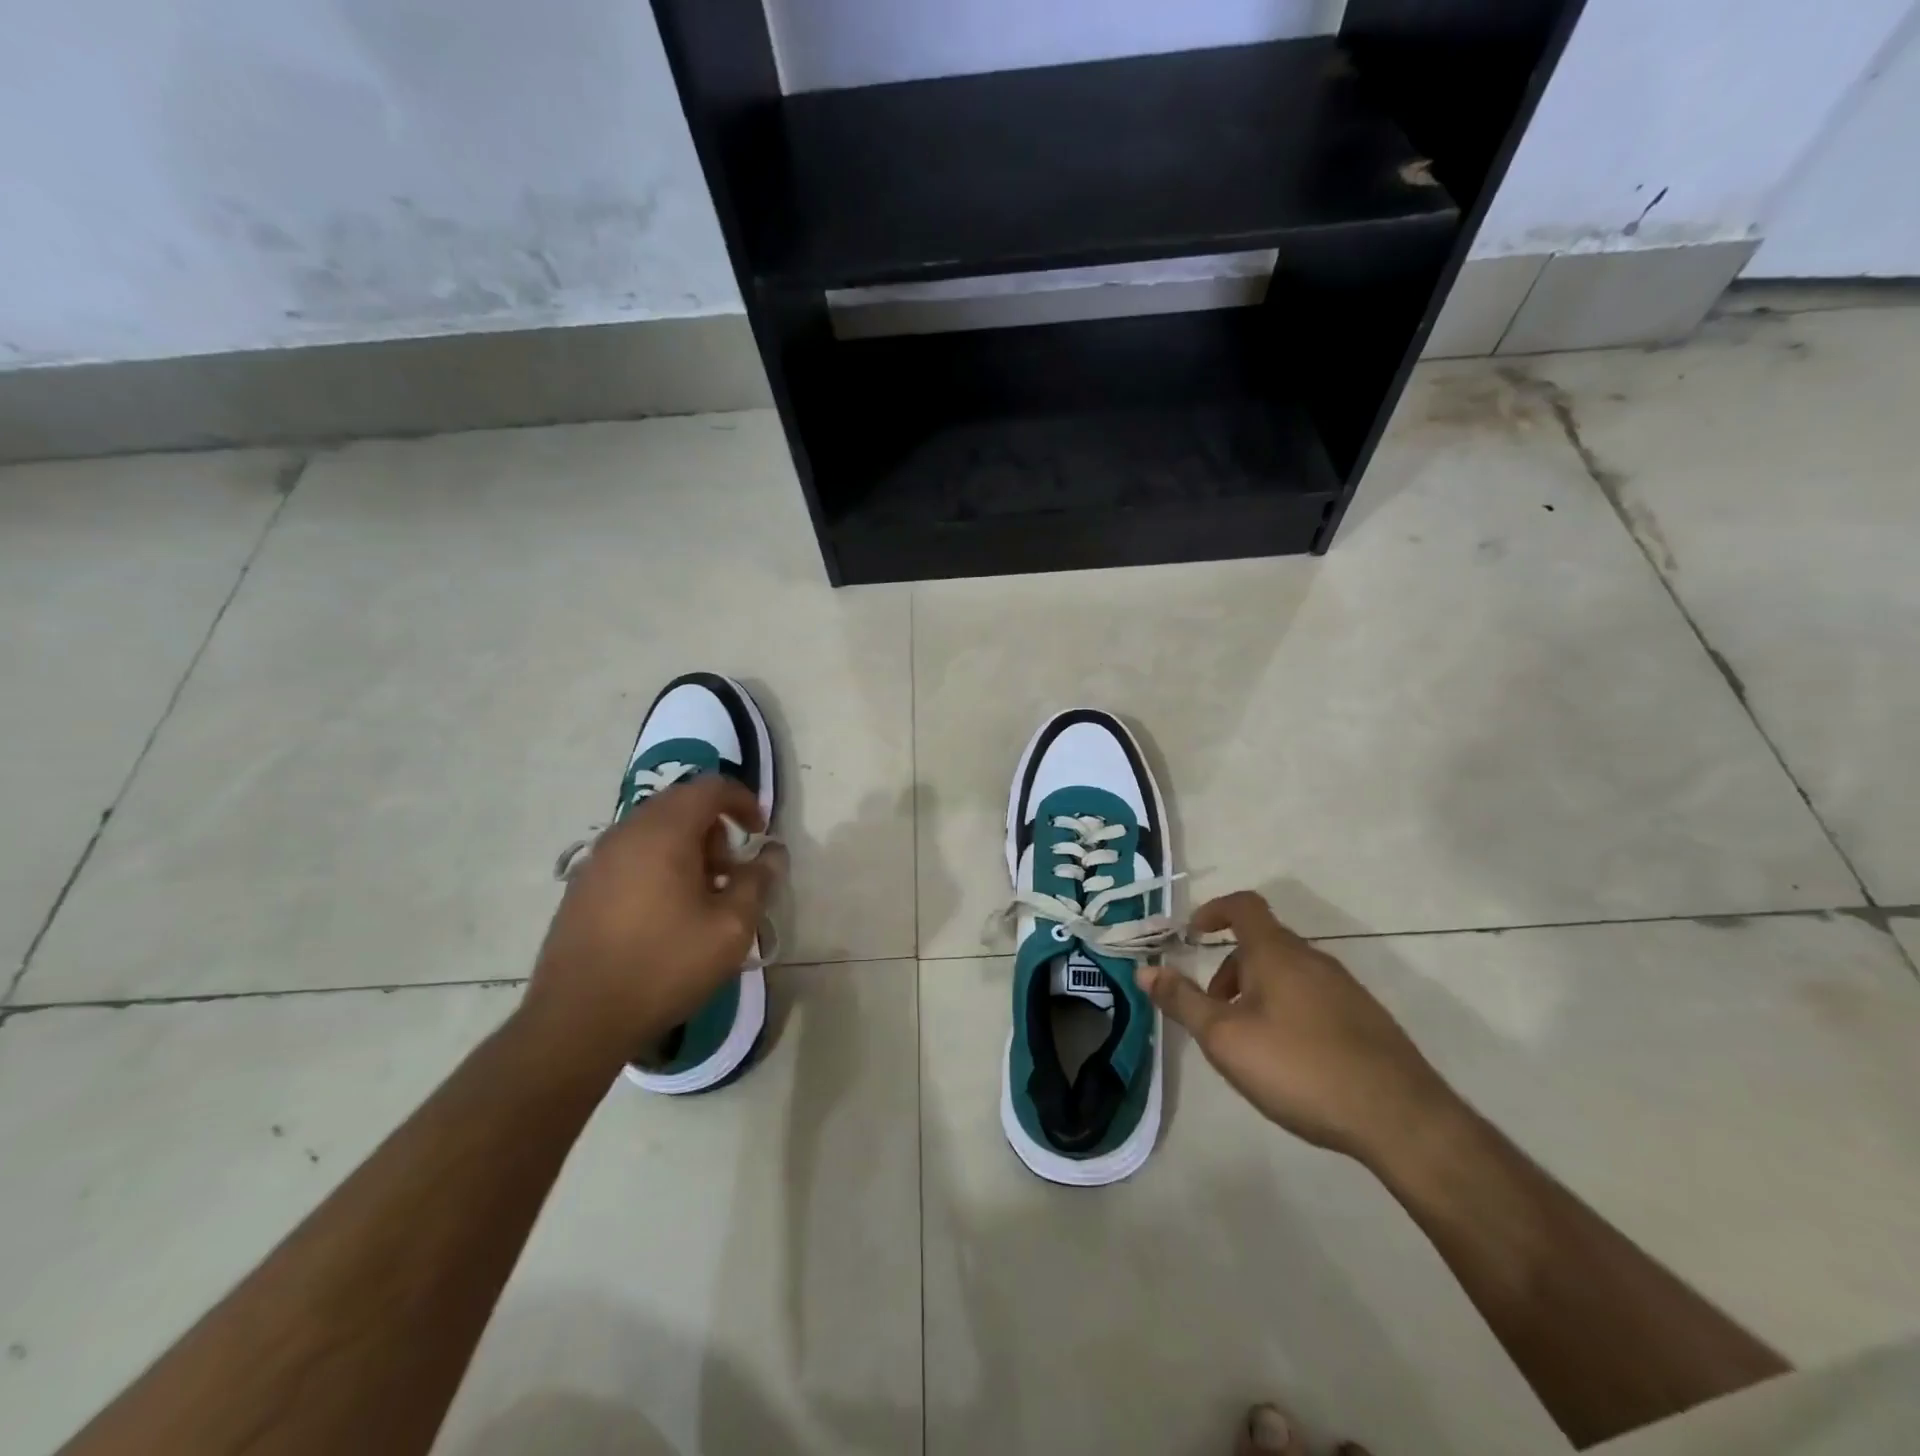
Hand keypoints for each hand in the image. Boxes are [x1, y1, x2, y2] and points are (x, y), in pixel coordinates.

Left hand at [523, 776, 785, 1066]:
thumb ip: (757, 882)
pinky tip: (665, 911)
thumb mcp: (731, 928)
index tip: (760, 833)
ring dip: (687, 847)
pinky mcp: (582, 885)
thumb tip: (771, 856)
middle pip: (680, 804)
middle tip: (732, 871)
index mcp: (664, 832)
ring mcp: (598, 858)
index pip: (710, 788)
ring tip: (702, 895)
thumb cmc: (664, 966)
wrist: (578, 1019)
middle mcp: (627, 832)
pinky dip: (658, 863)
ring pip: (654, 829)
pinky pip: (631, 854)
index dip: (744, 801)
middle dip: (715, 828)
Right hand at [1136, 891, 1456, 1164]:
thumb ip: (1182, 1001)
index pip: (1243, 906)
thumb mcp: (1225, 1038)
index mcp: (1276, 953)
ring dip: (1257, 993)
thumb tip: (1144, 970)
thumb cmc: (1299, 1067)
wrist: (1400, 1118)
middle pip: (1262, 944)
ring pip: (1287, 973)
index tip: (1192, 934)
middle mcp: (1312, 959)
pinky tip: (1290, 1060)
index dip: (1213, 910)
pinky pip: (1312, 997)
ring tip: (1248, 1043)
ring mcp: (1345, 988)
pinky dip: (1287, 1010)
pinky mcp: (1365, 1019)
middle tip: (1213, 1011)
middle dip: (1229, 969)